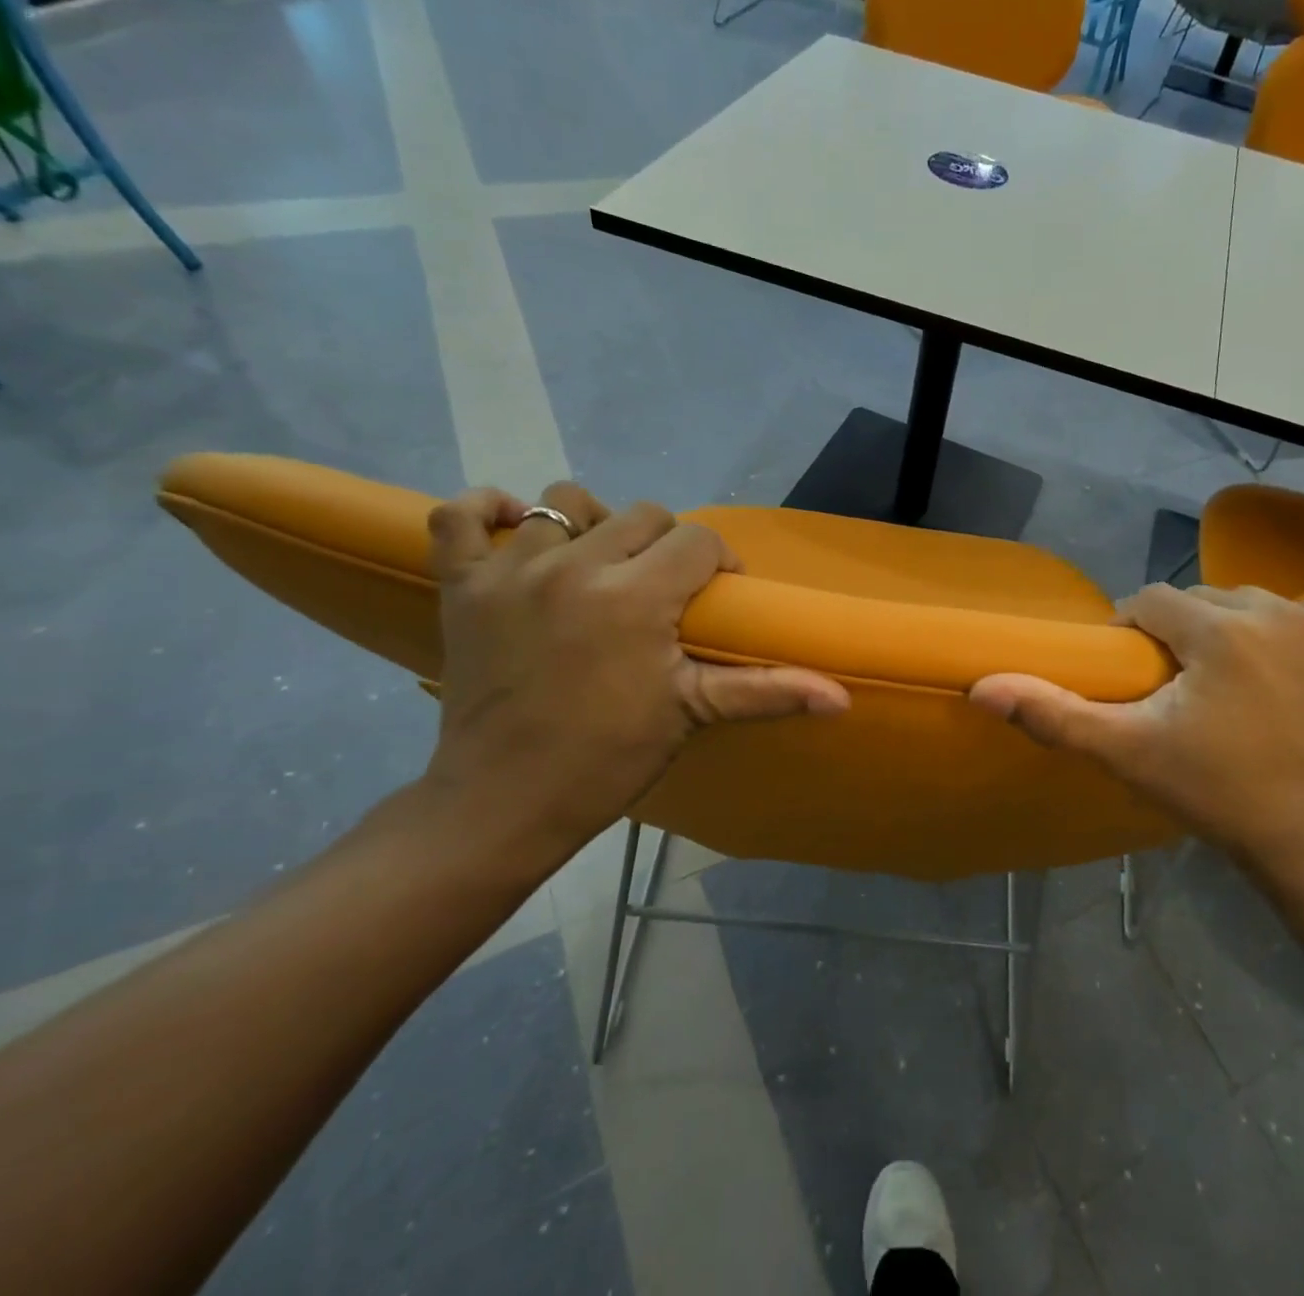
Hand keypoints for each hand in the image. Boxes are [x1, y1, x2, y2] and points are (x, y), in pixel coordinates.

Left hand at [415, 482, 849, 869]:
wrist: (504, 800)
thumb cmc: (608, 758)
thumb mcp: (693, 714)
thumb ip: (770, 692)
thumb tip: (844, 698)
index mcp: (635, 596)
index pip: (697, 541)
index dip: (719, 562)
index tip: (716, 596)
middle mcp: (574, 566)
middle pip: (642, 516)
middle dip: (667, 546)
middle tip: (663, 590)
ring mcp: (510, 571)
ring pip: (564, 502)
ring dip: (594, 526)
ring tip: (600, 565)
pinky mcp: (463, 585)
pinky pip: (459, 516)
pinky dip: (486, 510)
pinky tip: (515, 527)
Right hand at [969, 584, 1303, 886]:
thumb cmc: (1215, 794)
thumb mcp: (1126, 753)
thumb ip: (1054, 713)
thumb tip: (981, 687)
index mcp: (1218, 630)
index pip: (1151, 601)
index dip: (1135, 633)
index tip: (1138, 675)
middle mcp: (1280, 612)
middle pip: (1207, 600)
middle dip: (1186, 633)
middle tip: (1183, 688)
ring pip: (1260, 607)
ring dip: (1239, 633)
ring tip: (1234, 685)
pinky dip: (1297, 642)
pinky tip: (1291, 683)